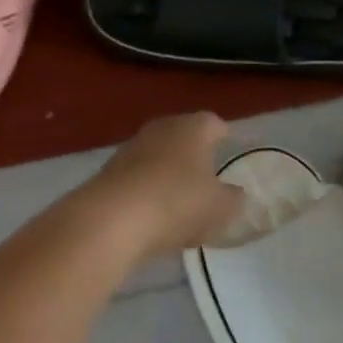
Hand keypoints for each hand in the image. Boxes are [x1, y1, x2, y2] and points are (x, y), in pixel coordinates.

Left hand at [82, 113, 244, 260]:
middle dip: (194, 154)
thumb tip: (234, 192)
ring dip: (168, 174)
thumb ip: (233, 198)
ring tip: (182, 200)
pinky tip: (154, 215)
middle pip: (182, 137)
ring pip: (157, 157)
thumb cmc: (177, 203)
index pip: (214, 123)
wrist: (112, 219)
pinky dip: (148, 192)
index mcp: (191, 128)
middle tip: (208, 175)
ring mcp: (129, 150)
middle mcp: (159, 129)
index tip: (232, 150)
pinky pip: (138, 179)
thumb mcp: (221, 207)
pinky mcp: (107, 173)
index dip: (225, 136)